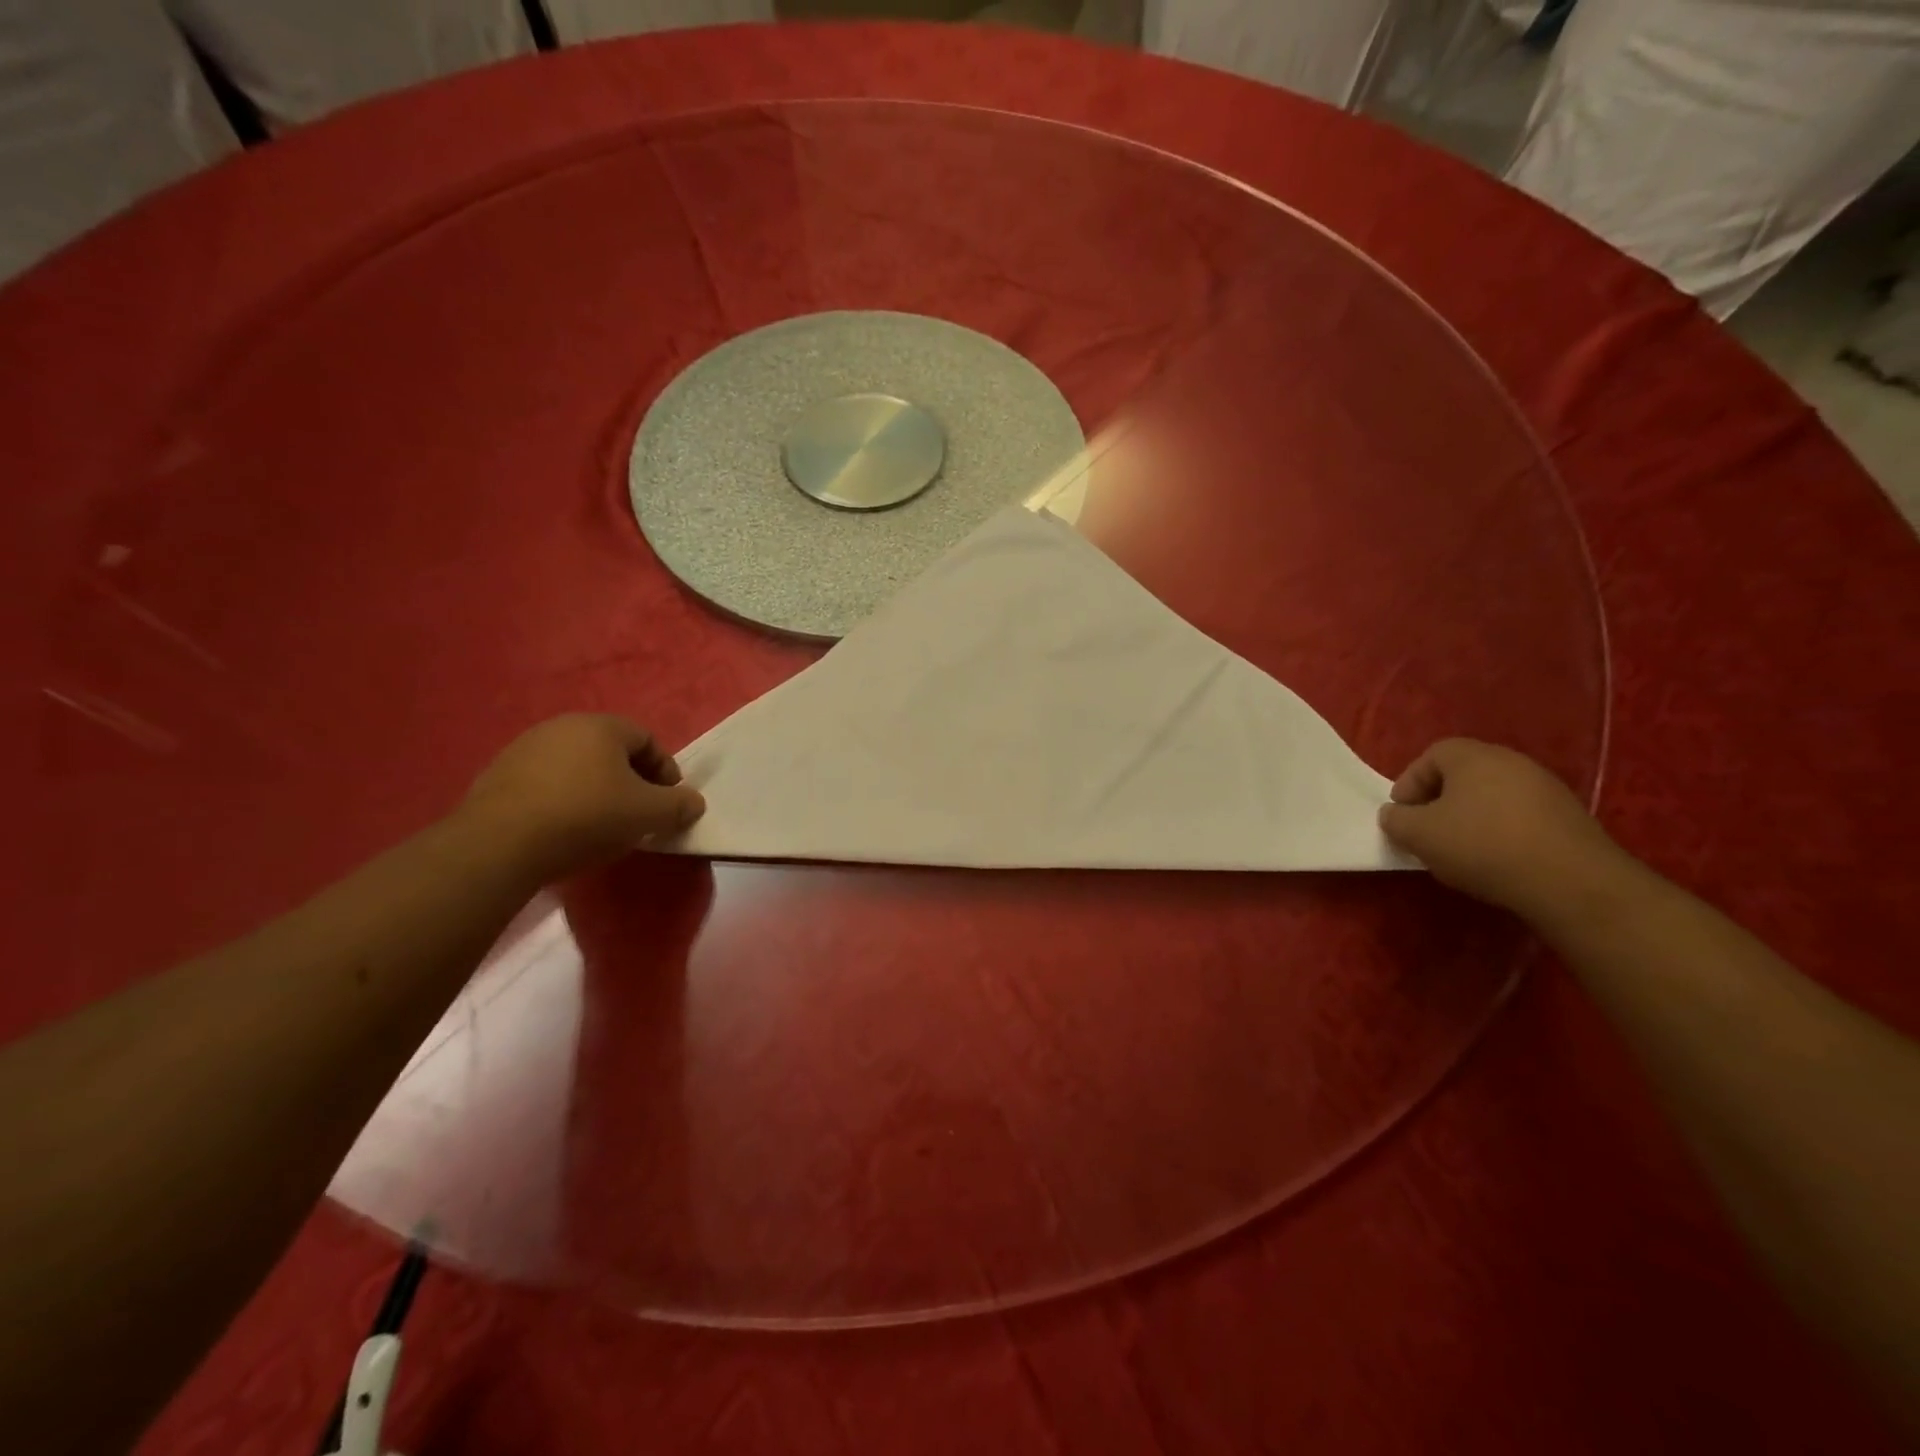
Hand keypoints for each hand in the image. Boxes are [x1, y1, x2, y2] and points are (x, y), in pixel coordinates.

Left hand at [459, 714, 705, 881]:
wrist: (499, 844)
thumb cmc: (587, 817)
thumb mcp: (648, 814)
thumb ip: (679, 805)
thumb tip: (693, 802)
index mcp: (601, 726)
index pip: (647, 739)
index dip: (665, 770)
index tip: (668, 802)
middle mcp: (561, 727)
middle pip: (610, 751)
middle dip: (630, 780)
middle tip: (638, 813)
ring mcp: (523, 749)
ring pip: (576, 766)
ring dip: (595, 790)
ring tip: (601, 825)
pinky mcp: (496, 776)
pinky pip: (545, 784)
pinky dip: (562, 800)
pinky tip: (563, 830)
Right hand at [1379, 739, 1623, 920]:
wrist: (1571, 882)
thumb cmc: (1482, 846)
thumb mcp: (1419, 835)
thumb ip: (1396, 820)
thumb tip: (1394, 814)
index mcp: (1473, 756)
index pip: (1430, 756)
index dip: (1409, 784)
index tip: (1402, 815)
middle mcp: (1511, 761)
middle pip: (1462, 775)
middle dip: (1438, 802)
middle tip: (1427, 833)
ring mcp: (1546, 788)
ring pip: (1492, 797)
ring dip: (1470, 819)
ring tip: (1460, 852)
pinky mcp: (1568, 817)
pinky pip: (1519, 817)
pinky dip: (1501, 832)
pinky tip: (1497, 861)